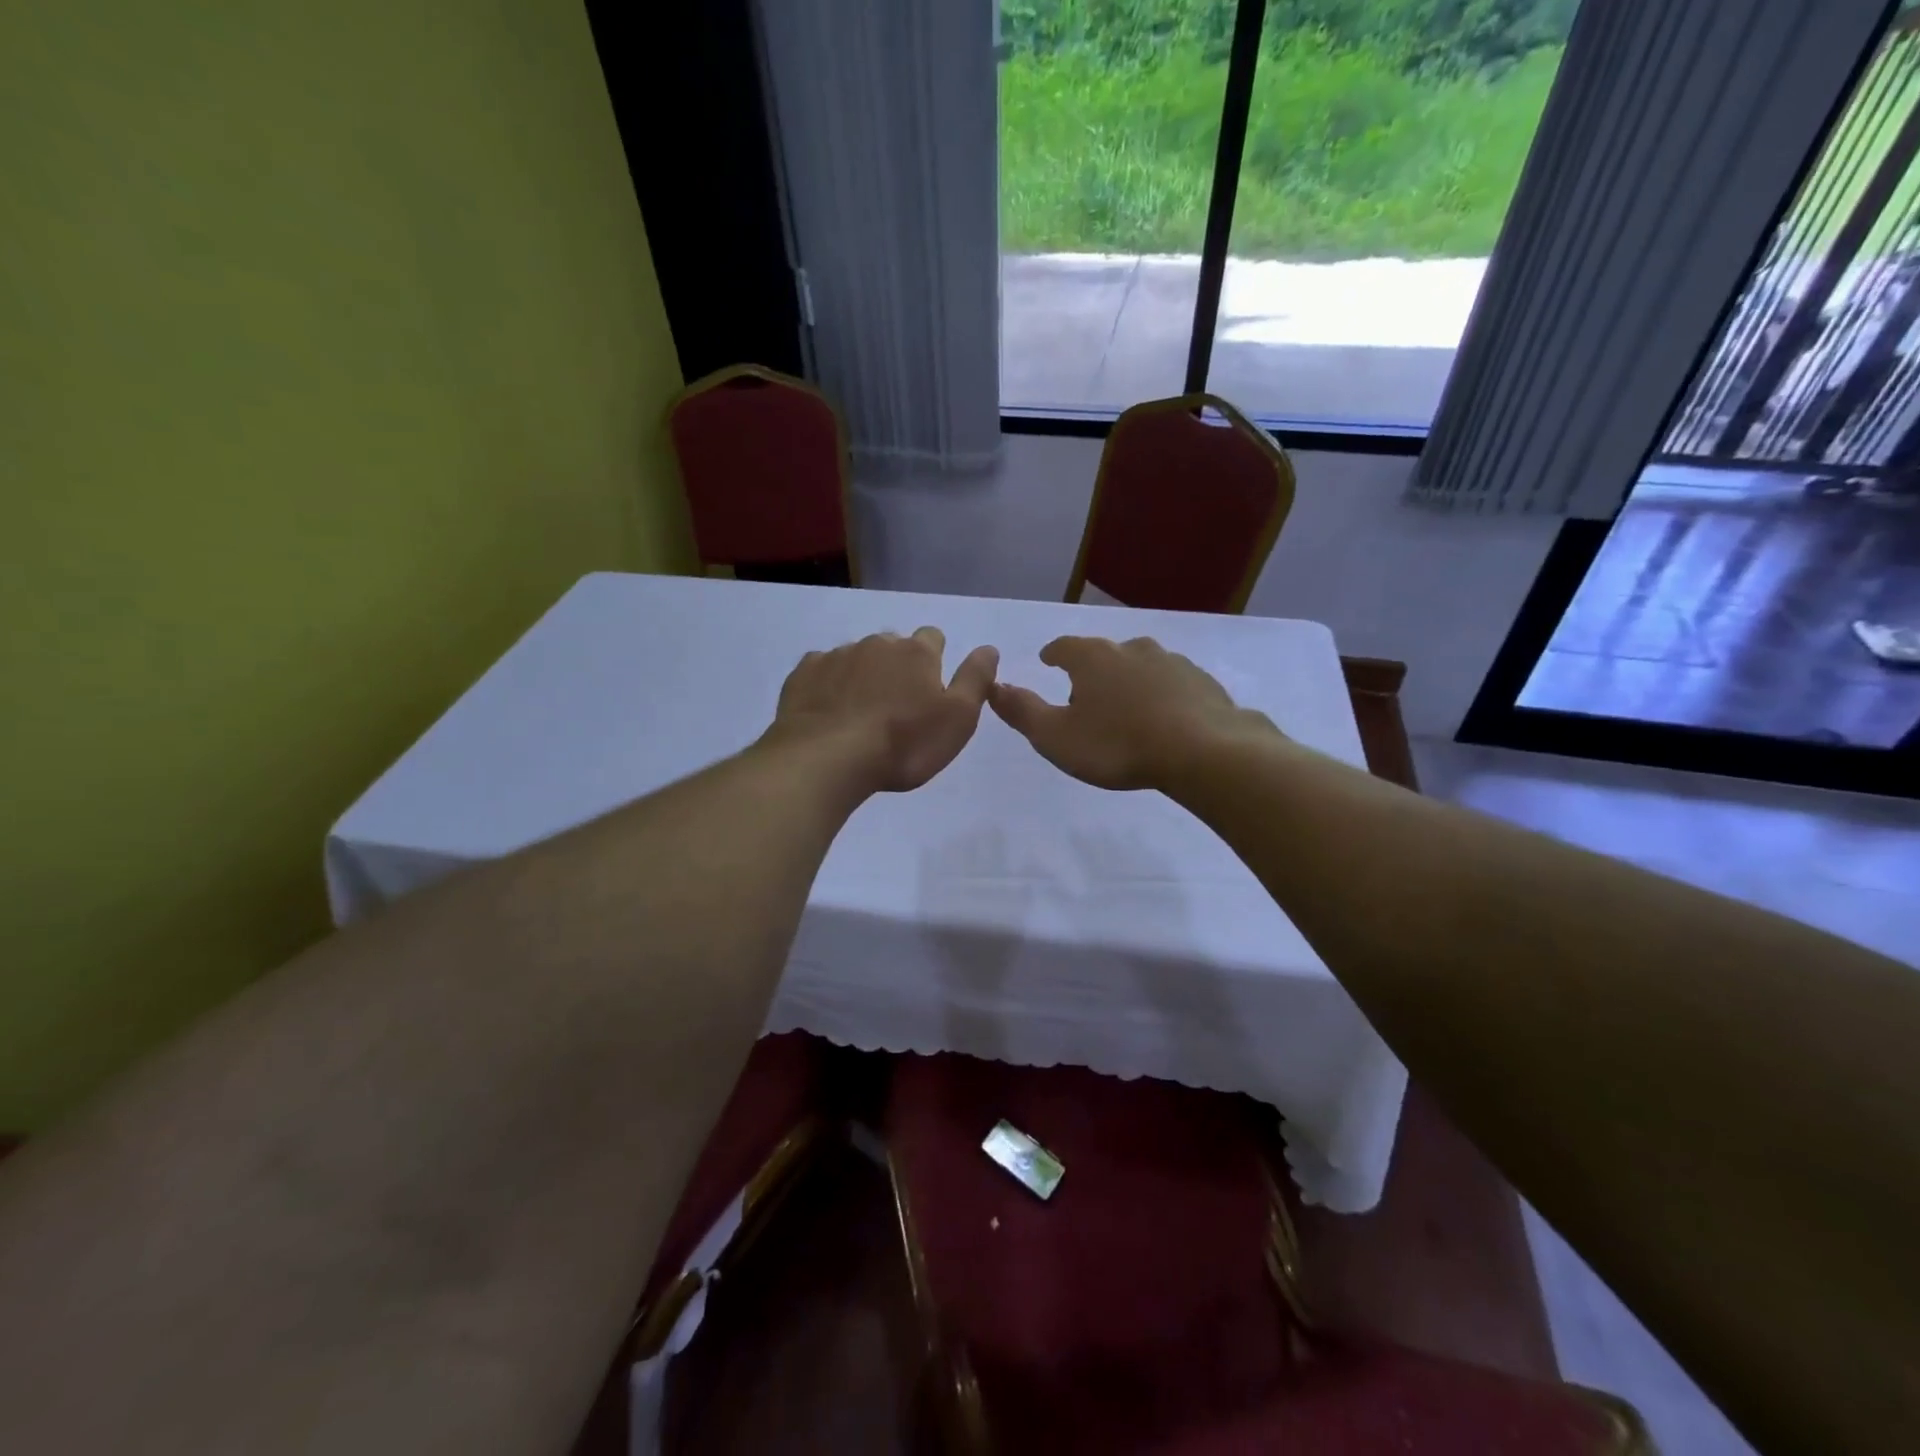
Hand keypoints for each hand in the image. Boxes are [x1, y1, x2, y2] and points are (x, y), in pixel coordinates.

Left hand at [768, 628, 999, 793]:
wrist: (827, 759)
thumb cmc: (903, 745)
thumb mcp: (958, 719)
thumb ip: (975, 680)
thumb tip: (989, 648)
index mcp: (917, 653)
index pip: (933, 638)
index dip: (933, 660)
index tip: (928, 690)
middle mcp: (877, 643)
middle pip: (893, 646)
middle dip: (896, 666)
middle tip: (895, 707)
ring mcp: (836, 655)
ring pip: (856, 656)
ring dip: (862, 675)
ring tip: (859, 713)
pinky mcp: (804, 673)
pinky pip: (821, 669)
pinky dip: (829, 684)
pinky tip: (828, 710)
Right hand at [989, 635, 1277, 790]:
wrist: (1203, 751)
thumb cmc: (1117, 744)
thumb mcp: (1056, 736)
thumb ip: (1022, 711)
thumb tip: (994, 686)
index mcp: (1092, 658)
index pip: (1063, 647)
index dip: (1053, 655)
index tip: (1049, 661)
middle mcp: (1131, 649)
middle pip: (1104, 654)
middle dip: (1092, 670)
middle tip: (1086, 694)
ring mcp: (1171, 662)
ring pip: (1141, 666)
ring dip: (1130, 681)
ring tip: (1127, 708)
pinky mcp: (1202, 681)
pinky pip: (1173, 684)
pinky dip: (1163, 695)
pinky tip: (1166, 718)